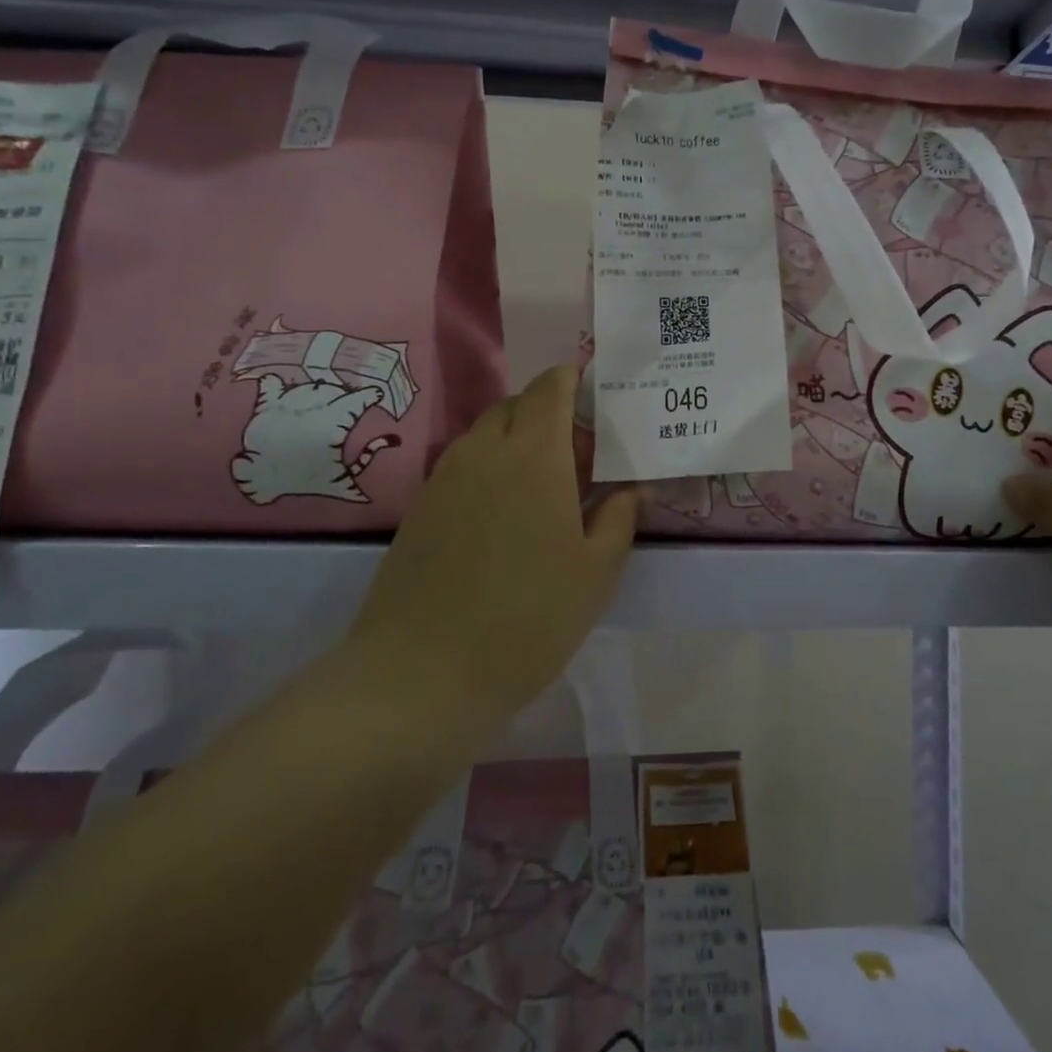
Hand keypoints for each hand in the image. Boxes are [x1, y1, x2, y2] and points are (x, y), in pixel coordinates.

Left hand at [343, 366, 638, 722]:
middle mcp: (485, 450)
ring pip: (487, 433)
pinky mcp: (421, 506)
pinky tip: (505, 513)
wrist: (422, 673)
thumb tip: (630, 489)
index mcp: (534, 454)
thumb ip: (619, 518)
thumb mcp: (596, 572)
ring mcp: (445, 477)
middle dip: (549, 410)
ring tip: (546, 481)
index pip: (550, 387)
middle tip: (580, 448)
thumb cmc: (528, 617)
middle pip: (517, 404)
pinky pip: (464, 463)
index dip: (572, 378)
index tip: (595, 392)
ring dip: (518, 438)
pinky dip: (490, 466)